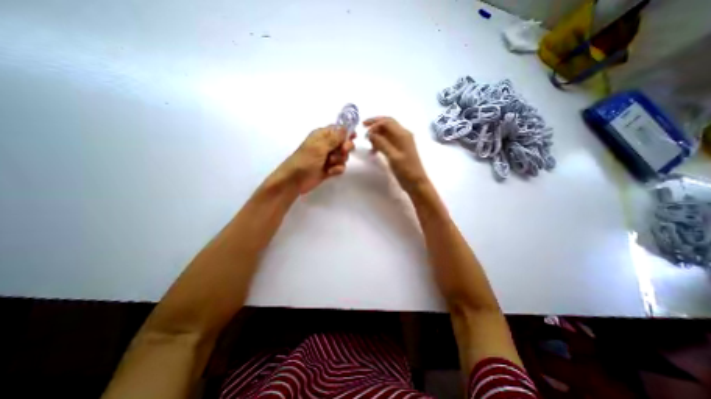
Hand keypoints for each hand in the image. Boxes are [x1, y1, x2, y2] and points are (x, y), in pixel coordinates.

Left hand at [275, 124, 357, 192]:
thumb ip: (334, 138)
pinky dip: (337, 169)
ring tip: (330, 163)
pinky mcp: (329, 169)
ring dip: (340, 160)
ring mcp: (328, 158)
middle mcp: (326, 145)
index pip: (338, 129)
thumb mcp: (319, 147)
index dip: (346, 132)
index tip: (354, 136)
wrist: (295, 181)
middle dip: (345, 148)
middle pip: (344, 143)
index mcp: (322, 136)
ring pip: (343, 156)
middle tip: (342, 151)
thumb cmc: (305, 160)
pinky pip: (340, 167)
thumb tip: (345, 127)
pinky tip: (330, 172)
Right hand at [366, 117, 426, 192]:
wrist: (416, 182)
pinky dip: (380, 142)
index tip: (364, 130)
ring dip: (377, 134)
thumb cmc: (406, 170)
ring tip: (368, 143)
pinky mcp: (400, 149)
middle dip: (375, 124)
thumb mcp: (393, 156)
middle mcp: (403, 135)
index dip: (375, 124)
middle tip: (363, 126)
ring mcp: (402, 142)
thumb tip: (370, 134)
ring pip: (387, 133)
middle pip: (388, 124)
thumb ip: (382, 143)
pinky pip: (389, 141)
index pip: (387, 122)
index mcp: (403, 135)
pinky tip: (374, 150)